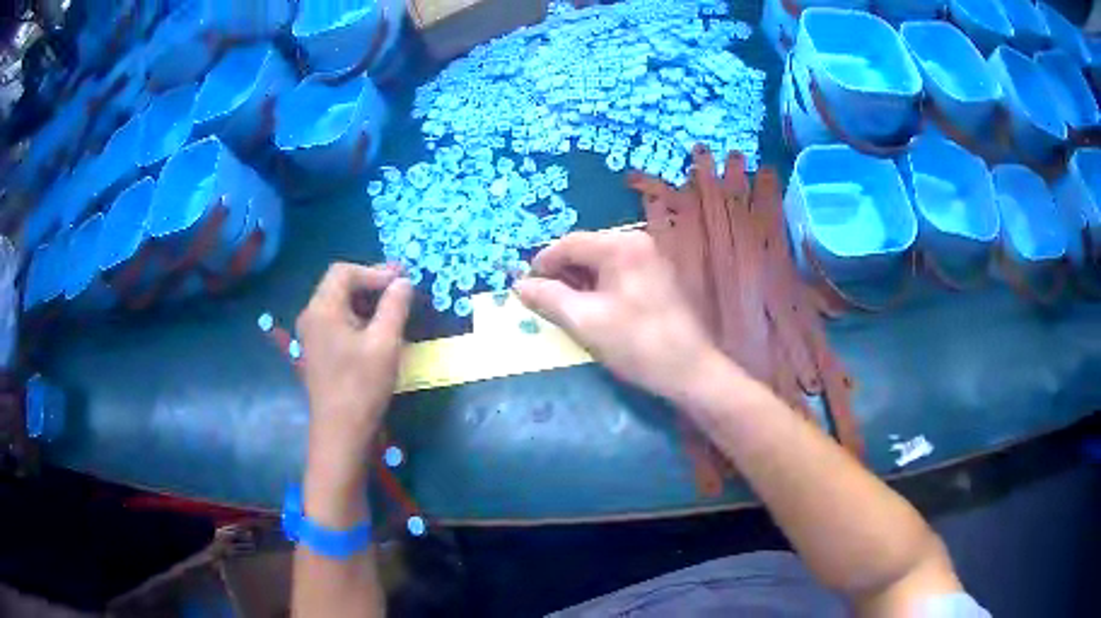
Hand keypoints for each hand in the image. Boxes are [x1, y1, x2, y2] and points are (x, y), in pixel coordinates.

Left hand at [296, 263, 411, 515]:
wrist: (340, 432)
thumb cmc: (361, 386)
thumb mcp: (385, 343)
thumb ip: (394, 306)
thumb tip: (403, 283)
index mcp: (322, 309)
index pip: (345, 272)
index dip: (375, 271)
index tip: (403, 281)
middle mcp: (311, 315)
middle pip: (339, 284)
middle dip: (371, 283)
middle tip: (402, 290)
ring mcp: (312, 334)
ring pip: (339, 303)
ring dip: (366, 300)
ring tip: (395, 308)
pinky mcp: (318, 350)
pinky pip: (337, 321)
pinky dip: (358, 317)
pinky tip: (378, 329)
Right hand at [515, 231, 724, 403]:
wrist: (689, 370)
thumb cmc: (636, 343)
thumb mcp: (585, 321)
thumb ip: (548, 298)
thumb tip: (519, 285)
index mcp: (621, 245)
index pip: (569, 243)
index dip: (542, 264)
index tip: (524, 287)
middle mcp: (638, 242)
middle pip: (586, 250)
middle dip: (561, 274)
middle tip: (543, 301)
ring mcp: (651, 258)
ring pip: (601, 263)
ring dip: (579, 282)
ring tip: (564, 309)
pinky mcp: (658, 276)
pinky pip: (618, 273)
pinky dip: (599, 287)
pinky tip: (592, 309)